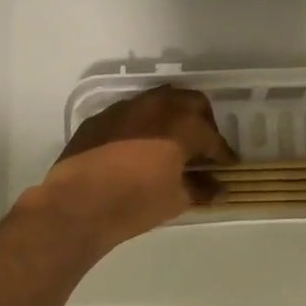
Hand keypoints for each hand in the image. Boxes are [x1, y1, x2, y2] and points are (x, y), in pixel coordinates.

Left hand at [33, 85, 237, 252]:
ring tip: (171, 143)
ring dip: (171, 118)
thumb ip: (201, 189)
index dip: (224, 154)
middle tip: (202, 146)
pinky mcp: (101, 117)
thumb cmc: (135, 202)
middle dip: (203, 122)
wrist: (77, 204)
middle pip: (191, 103)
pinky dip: (142, 125)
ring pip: (159, 101)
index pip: (213, 138)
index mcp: (183, 125)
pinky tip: (137, 147)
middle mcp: (158, 106)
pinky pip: (131, 114)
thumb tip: (219, 189)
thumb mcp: (176, 200)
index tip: (228, 165)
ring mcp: (126, 108)